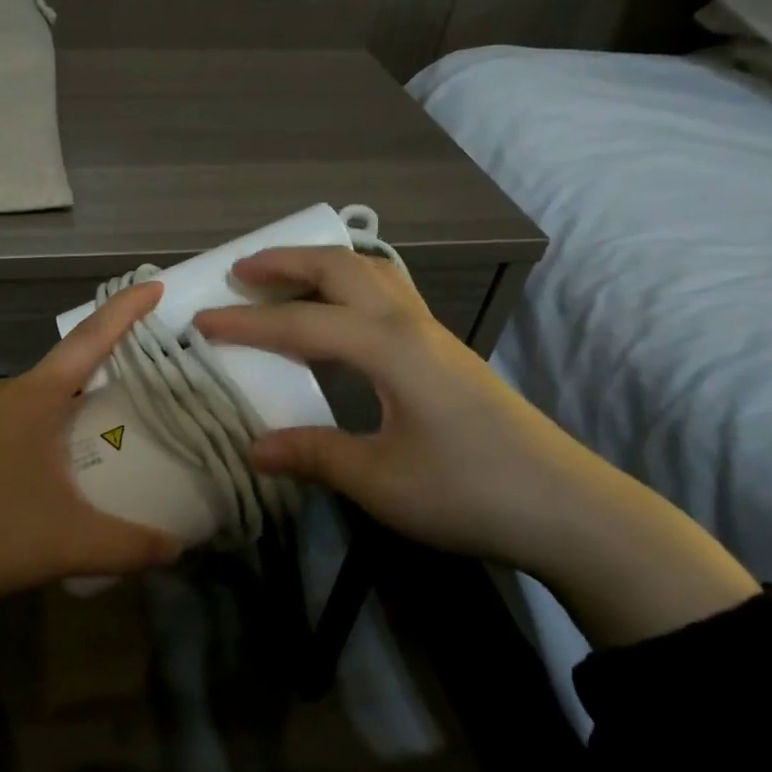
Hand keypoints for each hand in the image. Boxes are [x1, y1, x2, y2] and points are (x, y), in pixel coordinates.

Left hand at [0, 283, 179, 653]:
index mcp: (31, 398)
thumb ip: (129, 546)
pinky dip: (26, 442)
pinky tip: (27, 485)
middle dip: (97, 385)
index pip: (90, 340)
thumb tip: (177, 550)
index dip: (125, 310)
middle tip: (131, 409)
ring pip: (27, 407)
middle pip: (60, 376)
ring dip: (58, 421)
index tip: (153, 284)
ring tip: (83, 458)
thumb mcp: (66, 544)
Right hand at [194, 247, 758, 646]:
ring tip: (282, 279)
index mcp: (390, 348)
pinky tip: (339, 314)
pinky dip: (349, 287)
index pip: (302, 323)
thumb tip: (254, 448)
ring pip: (371, 274)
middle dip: (286, 262)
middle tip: (240, 271)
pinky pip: (388, 295)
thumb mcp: (380, 481)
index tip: (200, 324)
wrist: (570, 509)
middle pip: (341, 269)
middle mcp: (411, 326)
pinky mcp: (446, 353)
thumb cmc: (471, 491)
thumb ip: (313, 454)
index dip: (247, 324)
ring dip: (321, 267)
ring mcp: (434, 335)